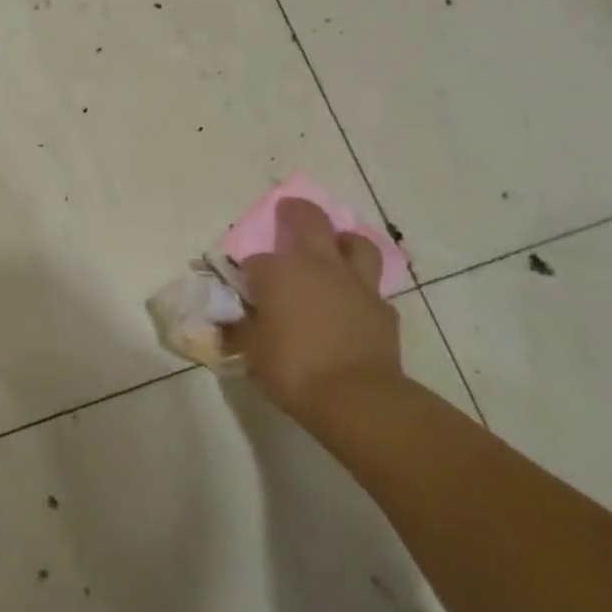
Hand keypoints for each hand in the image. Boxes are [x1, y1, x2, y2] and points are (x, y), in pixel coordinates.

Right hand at [230, 198, 404, 423]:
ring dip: (342, 241)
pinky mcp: (383, 307)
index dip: (248, 273)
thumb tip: (228, 322)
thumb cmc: (293, 369)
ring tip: (334, 250)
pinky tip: (353, 305)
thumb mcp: (252, 352)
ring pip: (354, 242)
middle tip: (288, 213)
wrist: (357, 398)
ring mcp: (355, 283)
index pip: (254, 261)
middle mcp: (317, 265)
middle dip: (294, 212)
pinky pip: (371, 288)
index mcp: (278, 272)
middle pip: (307, 219)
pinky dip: (359, 290)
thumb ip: (240, 329)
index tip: (245, 290)